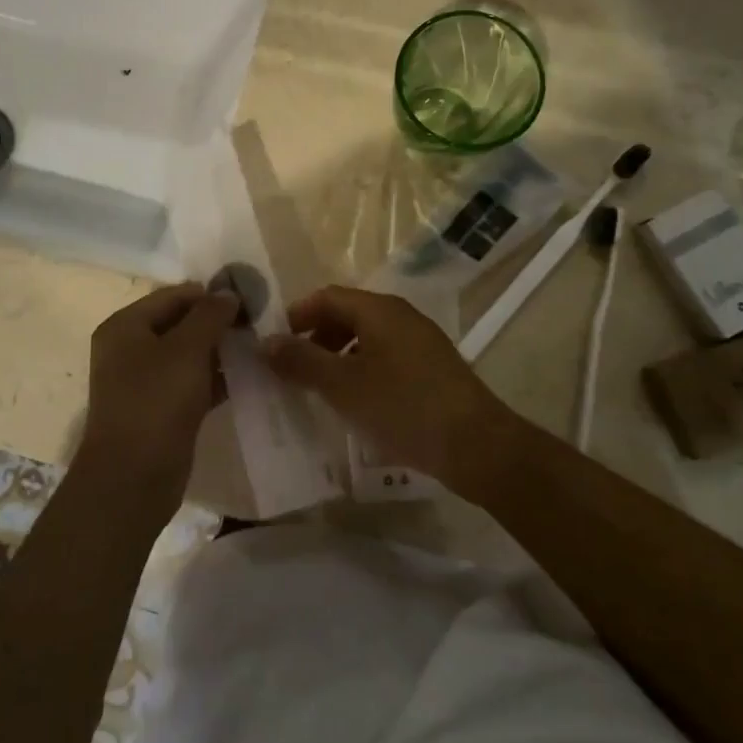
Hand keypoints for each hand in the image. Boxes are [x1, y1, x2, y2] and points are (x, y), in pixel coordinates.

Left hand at [77, 282, 239, 524]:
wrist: (132, 479)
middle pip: (179, 324)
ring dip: (219, 351)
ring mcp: (144, 382)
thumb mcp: (186, 350)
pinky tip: (247, 377)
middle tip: (257, 322)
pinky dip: (216, 378)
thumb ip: (209, 315)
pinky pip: (192, 383)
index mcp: (125, 326)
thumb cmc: (155, 402)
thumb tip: (228, 292)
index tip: (248, 297)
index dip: (209, 293)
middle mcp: (130, 349)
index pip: (172, 296)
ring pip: (188, 355)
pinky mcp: (161, 410)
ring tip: (257, 346)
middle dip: (216, 322)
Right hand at [262, 285, 520, 489]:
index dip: (297, 315)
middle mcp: (401, 316)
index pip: (327, 296)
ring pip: (368, 337)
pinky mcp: (433, 368)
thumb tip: (266, 342)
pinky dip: (363, 370)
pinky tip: (358, 402)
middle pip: (347, 314)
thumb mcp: (342, 386)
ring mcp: (421, 341)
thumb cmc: (403, 407)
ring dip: (339, 356)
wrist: (477, 446)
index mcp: (379, 310)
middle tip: (295, 368)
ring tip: (322, 388)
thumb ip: (302, 361)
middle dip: (317, 337)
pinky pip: (387, 357)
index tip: (276, 344)